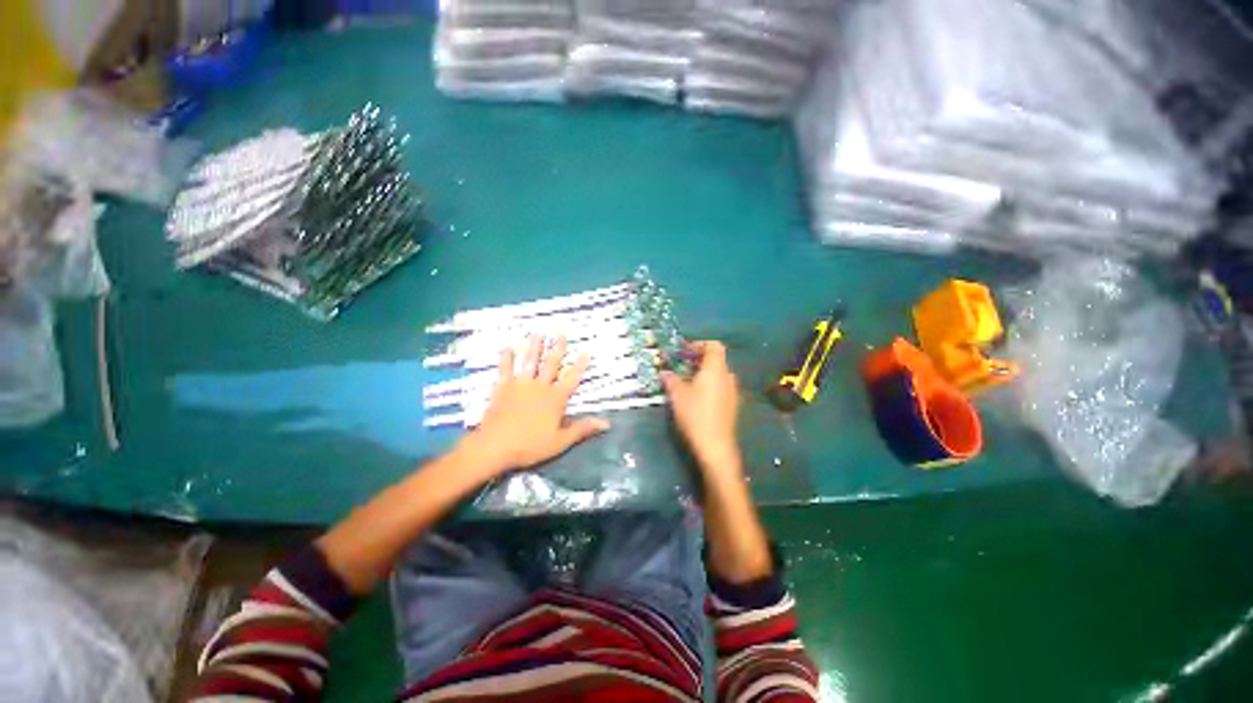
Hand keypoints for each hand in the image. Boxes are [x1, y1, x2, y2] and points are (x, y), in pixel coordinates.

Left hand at [459, 335, 608, 476]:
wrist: (495, 447)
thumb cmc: (530, 445)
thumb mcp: (560, 441)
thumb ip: (582, 429)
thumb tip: (606, 423)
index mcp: (555, 399)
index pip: (571, 378)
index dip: (579, 365)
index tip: (585, 351)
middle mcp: (540, 387)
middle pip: (551, 364)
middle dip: (557, 348)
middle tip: (560, 332)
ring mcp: (520, 385)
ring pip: (529, 362)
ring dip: (534, 347)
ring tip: (537, 333)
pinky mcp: (503, 388)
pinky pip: (505, 370)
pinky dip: (506, 359)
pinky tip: (506, 348)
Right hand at [661, 341, 742, 479]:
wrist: (715, 446)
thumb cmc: (695, 415)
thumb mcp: (677, 395)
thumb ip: (671, 379)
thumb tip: (664, 372)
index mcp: (716, 369)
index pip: (714, 345)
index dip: (699, 344)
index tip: (684, 351)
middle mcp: (728, 377)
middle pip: (716, 359)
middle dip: (699, 359)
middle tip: (682, 366)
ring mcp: (733, 391)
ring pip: (719, 374)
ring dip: (704, 373)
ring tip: (687, 382)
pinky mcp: (733, 405)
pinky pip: (721, 387)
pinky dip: (710, 385)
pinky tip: (697, 397)